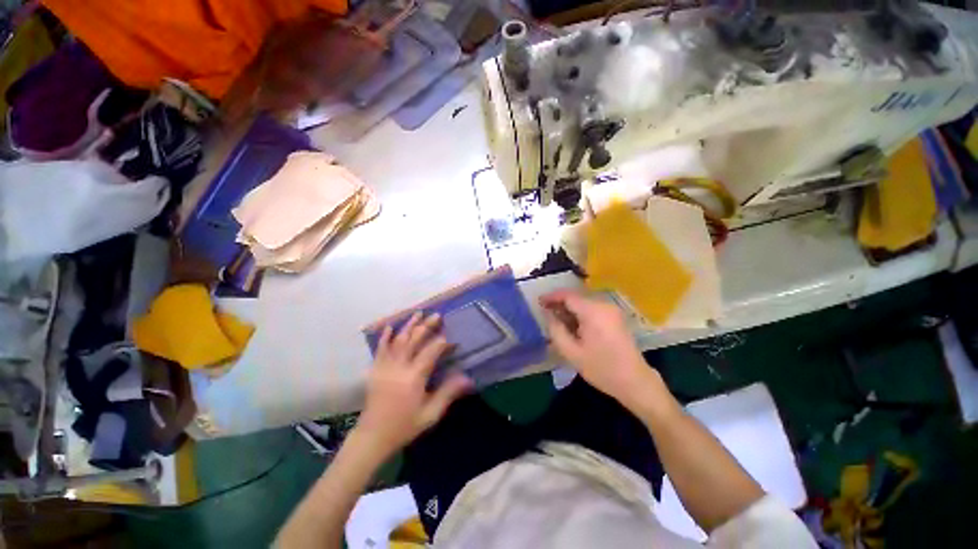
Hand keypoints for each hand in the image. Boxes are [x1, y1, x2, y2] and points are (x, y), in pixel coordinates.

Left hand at [354, 312, 471, 457]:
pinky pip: (381, 349)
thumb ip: (448, 393)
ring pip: (398, 340)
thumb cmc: (404, 426)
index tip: (452, 339)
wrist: (372, 437)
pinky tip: (391, 326)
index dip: (442, 343)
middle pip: (414, 340)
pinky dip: (385, 336)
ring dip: (409, 325)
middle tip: (437, 315)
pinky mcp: (375, 369)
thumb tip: (467, 378)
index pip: (431, 352)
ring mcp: (385, 366)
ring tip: (418, 313)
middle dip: (426, 326)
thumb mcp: (430, 414)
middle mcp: (399, 367)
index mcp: (414, 377)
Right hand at [540, 290, 657, 408]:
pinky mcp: (615, 316)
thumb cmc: (601, 368)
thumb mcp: (572, 352)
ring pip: (583, 302)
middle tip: (545, 313)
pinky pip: (592, 308)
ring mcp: (611, 310)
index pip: (567, 295)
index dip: (551, 297)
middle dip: (559, 303)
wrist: (635, 381)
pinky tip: (573, 325)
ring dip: (569, 309)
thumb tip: (548, 314)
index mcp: (593, 312)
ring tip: (557, 321)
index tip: (538, 302)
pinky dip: (579, 313)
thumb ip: (556, 330)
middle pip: (576, 297)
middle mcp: (603, 305)